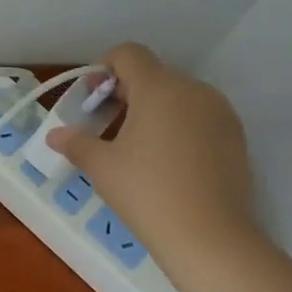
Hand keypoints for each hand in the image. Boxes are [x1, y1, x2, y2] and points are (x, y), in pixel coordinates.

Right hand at [46, 43, 263, 277]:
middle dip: (125, 94)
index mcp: (159, 87)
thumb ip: (77, 143)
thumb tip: (56, 135)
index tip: (91, 102)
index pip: (128, 54)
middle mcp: (193, 90)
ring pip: (178, 97)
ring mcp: (220, 113)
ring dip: (153, 111)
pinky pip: (199, 118)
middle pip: (153, 75)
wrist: (209, 237)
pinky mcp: (236, 138)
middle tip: (105, 129)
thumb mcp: (102, 167)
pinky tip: (167, 164)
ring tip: (136, 149)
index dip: (104, 69)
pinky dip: (178, 128)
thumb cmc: (146, 192)